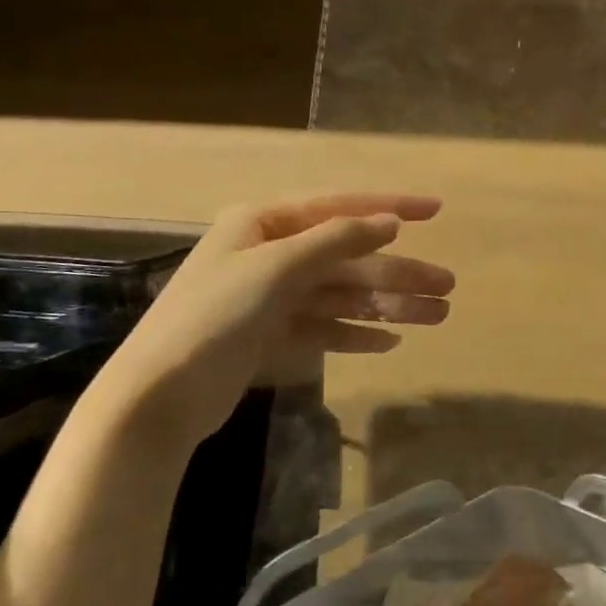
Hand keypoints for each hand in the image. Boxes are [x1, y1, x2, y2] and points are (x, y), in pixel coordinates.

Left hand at [102, 194, 452, 447]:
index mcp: (265, 224)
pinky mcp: (272, 338)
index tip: (437, 210)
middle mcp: (270, 255)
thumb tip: (389, 221)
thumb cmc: (215, 317)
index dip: (391, 206)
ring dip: (389, 306)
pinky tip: (390, 342)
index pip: (340, 207)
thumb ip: (338, 241)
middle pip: (350, 258)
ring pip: (344, 296)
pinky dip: (357, 333)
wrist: (157, 398)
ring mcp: (272, 298)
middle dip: (400, 272)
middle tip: (448, 287)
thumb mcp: (278, 268)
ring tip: (437, 316)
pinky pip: (326, 329)